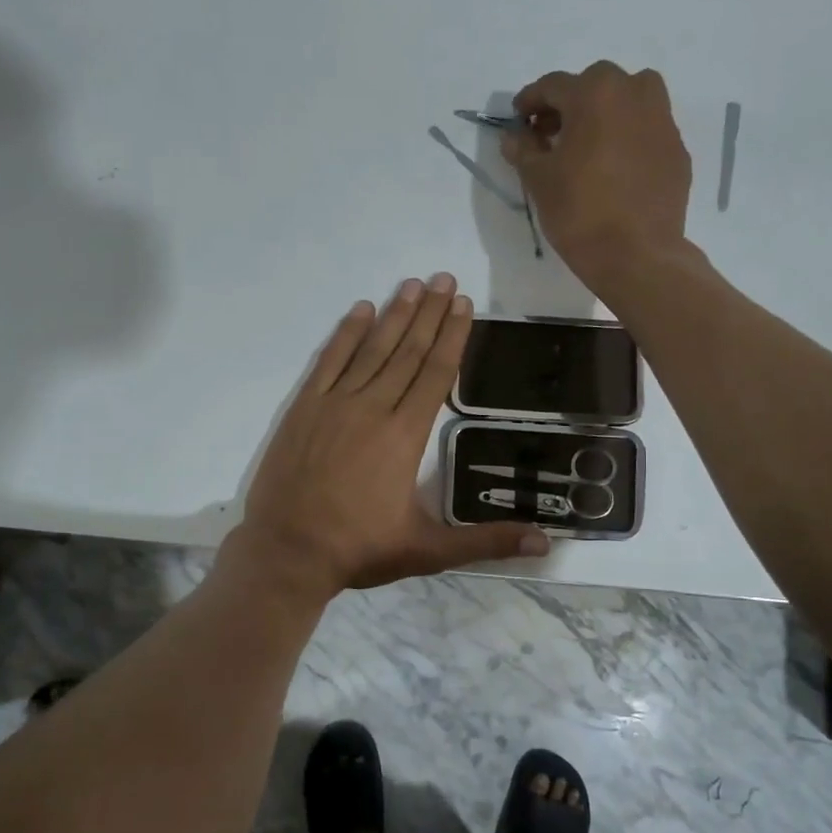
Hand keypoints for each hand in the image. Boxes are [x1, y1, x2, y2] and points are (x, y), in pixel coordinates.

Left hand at [226, 273, 549, 598]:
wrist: (286, 553)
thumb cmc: (359, 550)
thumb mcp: (428, 550)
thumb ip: (487, 542)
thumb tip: (545, 543)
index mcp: (405, 436)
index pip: (435, 374)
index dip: (453, 337)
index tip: (464, 305)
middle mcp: (372, 409)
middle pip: (408, 352)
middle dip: (430, 314)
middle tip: (445, 279)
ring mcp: (334, 405)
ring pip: (371, 350)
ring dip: (394, 315)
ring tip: (413, 285)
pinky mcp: (303, 409)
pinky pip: (329, 361)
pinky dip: (345, 334)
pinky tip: (360, 310)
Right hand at [502, 61, 693, 294]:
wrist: (637, 254)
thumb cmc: (580, 212)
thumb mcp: (539, 180)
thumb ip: (523, 150)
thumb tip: (514, 136)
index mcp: (595, 93)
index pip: (553, 85)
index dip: (530, 101)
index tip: (519, 119)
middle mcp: (634, 93)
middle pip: (594, 85)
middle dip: (569, 104)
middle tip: (551, 134)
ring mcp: (662, 120)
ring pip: (629, 100)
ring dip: (605, 113)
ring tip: (588, 145)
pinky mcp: (677, 149)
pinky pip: (647, 130)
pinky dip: (628, 137)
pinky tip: (615, 168)